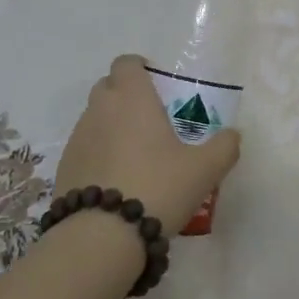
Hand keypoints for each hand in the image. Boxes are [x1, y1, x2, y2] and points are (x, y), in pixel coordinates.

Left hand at [53, 55, 241, 228]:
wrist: (102, 235)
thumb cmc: (158, 187)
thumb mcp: (204, 169)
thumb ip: (224, 147)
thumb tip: (233, 135)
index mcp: (132, 98)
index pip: (126, 63)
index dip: (140, 68)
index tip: (156, 83)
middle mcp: (100, 109)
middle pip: (108, 86)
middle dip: (126, 95)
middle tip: (150, 119)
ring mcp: (77, 137)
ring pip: (95, 118)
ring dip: (112, 125)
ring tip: (136, 155)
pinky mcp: (65, 165)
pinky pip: (84, 147)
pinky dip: (98, 153)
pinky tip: (116, 179)